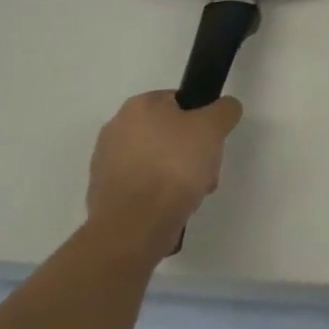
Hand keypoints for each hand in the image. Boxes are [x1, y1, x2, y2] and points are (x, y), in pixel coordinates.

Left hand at [87, 90, 242, 249]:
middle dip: (192, 152)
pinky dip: (158, 194)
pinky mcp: (103, 195)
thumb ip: (225, 109)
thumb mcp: (213, 127)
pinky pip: (142, 186)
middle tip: (206, 171)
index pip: (180, 102)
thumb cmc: (174, 166)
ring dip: (177, 174)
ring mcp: (106, 163)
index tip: (212, 143)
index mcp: (139, 105)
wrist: (135, 226)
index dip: (202, 121)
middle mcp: (116, 128)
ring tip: (192, 195)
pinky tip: (171, 208)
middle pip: (169, 133)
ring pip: (157, 161)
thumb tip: (224, 108)